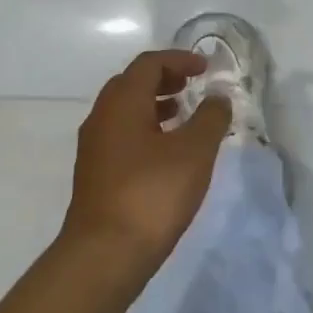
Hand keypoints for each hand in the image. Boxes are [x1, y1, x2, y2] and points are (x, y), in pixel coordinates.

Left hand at [61, 49, 230, 274]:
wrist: (106, 253)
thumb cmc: (153, 193)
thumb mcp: (194, 152)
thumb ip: (210, 118)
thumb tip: (218, 96)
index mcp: (122, 104)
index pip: (148, 65)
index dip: (178, 60)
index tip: (205, 68)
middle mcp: (102, 118)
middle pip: (131, 84)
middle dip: (164, 79)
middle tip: (193, 86)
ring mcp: (95, 148)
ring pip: (125, 112)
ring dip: (154, 105)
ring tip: (184, 116)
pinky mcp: (96, 174)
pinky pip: (122, 136)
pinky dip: (146, 130)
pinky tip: (168, 153)